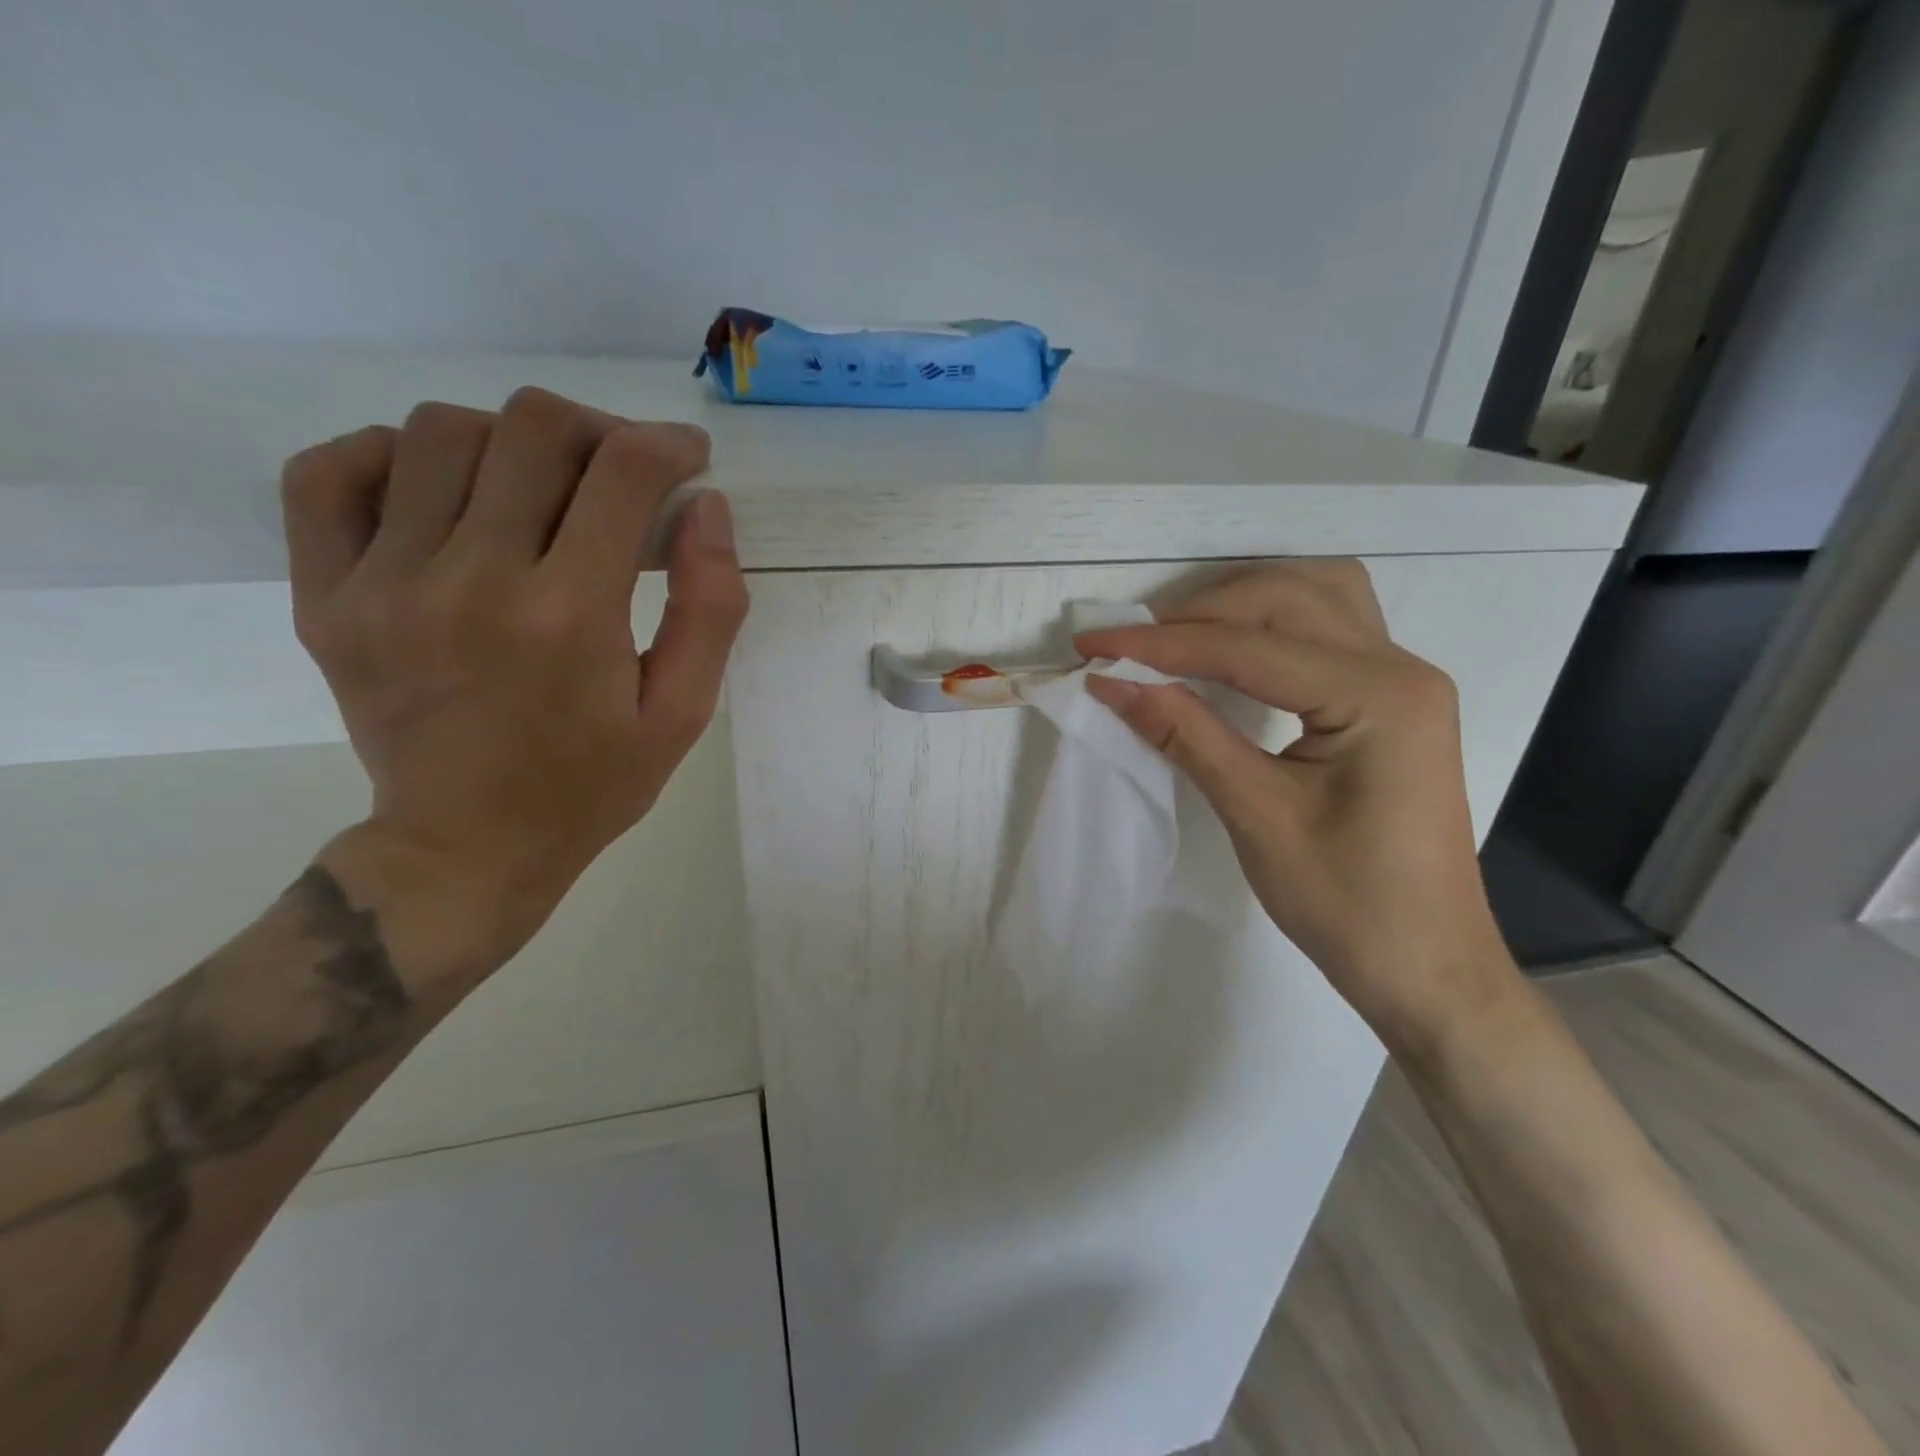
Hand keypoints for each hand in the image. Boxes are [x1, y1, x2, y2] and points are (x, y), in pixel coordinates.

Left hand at [280, 388, 747, 974]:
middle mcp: (474, 580)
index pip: (625, 473)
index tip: (689, 459)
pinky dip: (390, 454)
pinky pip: (330, 473)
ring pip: (440, 432)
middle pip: (532, 428)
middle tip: (621, 471)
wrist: (466, 849)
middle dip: (598, 430)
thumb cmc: (592, 786)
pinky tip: (440, 489)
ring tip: (541, 487)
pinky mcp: (327, 596)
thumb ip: (710, 609)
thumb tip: (707, 508)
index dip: (669, 444)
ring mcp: (385, 584)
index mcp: (571, 616)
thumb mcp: (682, 712)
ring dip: (510, 440)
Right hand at [1074, 561, 1517, 1054]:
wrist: (1425, 965)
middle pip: (1287, 598)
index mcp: (1379, 696)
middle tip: (1129, 645)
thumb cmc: (1347, 903)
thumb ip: (1185, 734)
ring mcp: (1404, 679)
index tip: (1092, 644)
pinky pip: (1329, 627)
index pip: (1248, 647)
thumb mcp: (1256, 815)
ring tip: (1177, 635)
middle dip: (1198, 612)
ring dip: (1240, 602)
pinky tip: (1234, 647)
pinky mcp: (1392, 698)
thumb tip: (1111, 683)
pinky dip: (1272, 622)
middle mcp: (1402, 667)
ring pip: (1316, 595)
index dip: (1160, 644)